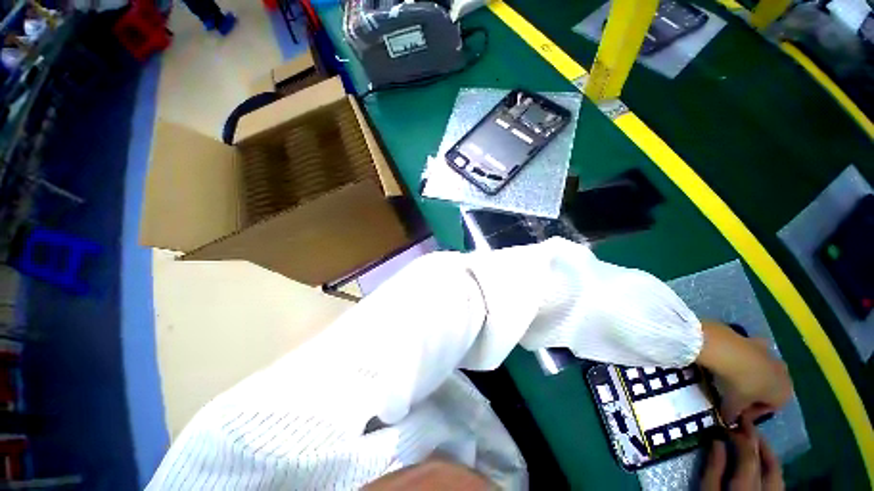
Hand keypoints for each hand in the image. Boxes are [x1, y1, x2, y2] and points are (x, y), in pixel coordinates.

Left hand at [696, 321, 792, 422]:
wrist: (728, 350)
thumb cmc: (738, 383)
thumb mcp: (734, 404)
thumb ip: (733, 415)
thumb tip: (728, 422)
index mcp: (785, 394)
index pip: (770, 409)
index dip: (751, 411)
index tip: (736, 410)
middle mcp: (785, 375)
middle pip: (769, 389)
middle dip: (752, 394)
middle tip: (732, 395)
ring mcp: (774, 355)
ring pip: (762, 371)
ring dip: (749, 376)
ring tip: (729, 378)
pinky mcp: (758, 341)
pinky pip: (753, 354)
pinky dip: (744, 358)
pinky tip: (728, 361)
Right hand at [701, 417, 783, 490]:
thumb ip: (713, 469)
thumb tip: (717, 440)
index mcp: (747, 487)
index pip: (749, 455)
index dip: (740, 437)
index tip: (729, 423)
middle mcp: (766, 490)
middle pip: (768, 462)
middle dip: (757, 440)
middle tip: (745, 423)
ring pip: (777, 471)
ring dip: (766, 452)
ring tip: (755, 438)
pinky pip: (777, 479)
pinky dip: (770, 466)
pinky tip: (761, 461)